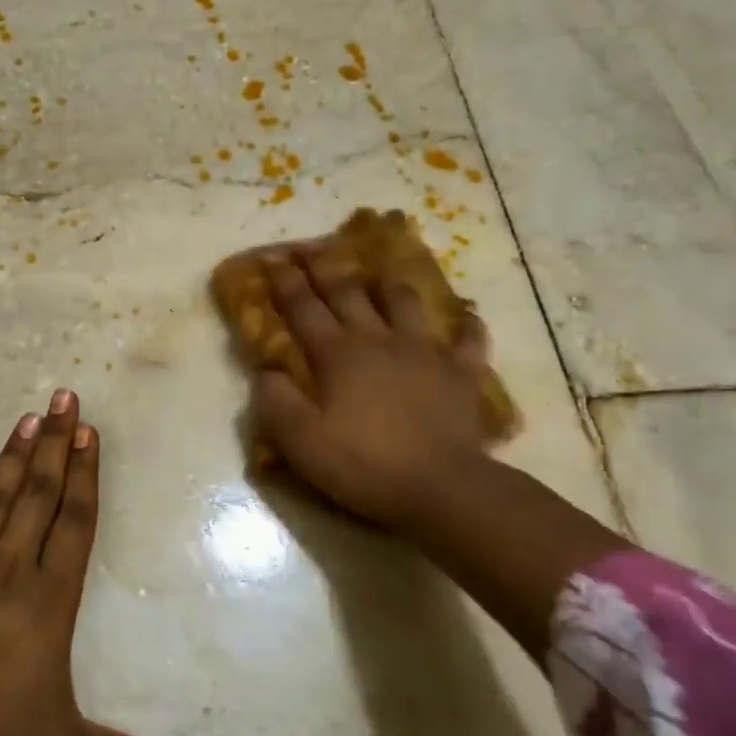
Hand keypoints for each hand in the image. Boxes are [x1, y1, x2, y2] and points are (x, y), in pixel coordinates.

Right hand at [251, 249, 496, 532]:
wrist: (441, 487)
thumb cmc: (363, 464)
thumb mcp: (300, 441)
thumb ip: (275, 402)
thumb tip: (267, 371)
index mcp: (337, 355)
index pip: (303, 308)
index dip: (285, 282)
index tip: (272, 258)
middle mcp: (379, 340)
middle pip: (349, 293)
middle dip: (325, 268)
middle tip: (311, 248)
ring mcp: (425, 352)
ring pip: (405, 303)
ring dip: (388, 285)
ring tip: (381, 275)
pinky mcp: (462, 372)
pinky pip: (469, 339)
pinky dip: (466, 325)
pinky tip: (465, 317)